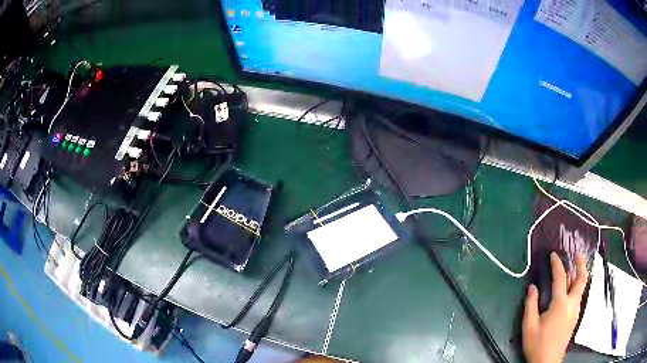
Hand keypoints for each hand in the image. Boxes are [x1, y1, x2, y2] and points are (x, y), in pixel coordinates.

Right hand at [522, 252, 588, 362]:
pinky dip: (576, 286)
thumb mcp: (529, 326)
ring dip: (578, 274)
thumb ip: (530, 305)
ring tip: (573, 268)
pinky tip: (570, 289)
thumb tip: (532, 287)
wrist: (547, 362)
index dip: (557, 264)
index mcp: (560, 303)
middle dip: (580, 263)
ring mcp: (576, 310)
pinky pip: (578, 296)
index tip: (553, 255)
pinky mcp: (575, 317)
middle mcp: (572, 303)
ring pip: (581, 287)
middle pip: (581, 278)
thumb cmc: (537, 345)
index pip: (561, 277)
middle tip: (576, 253)